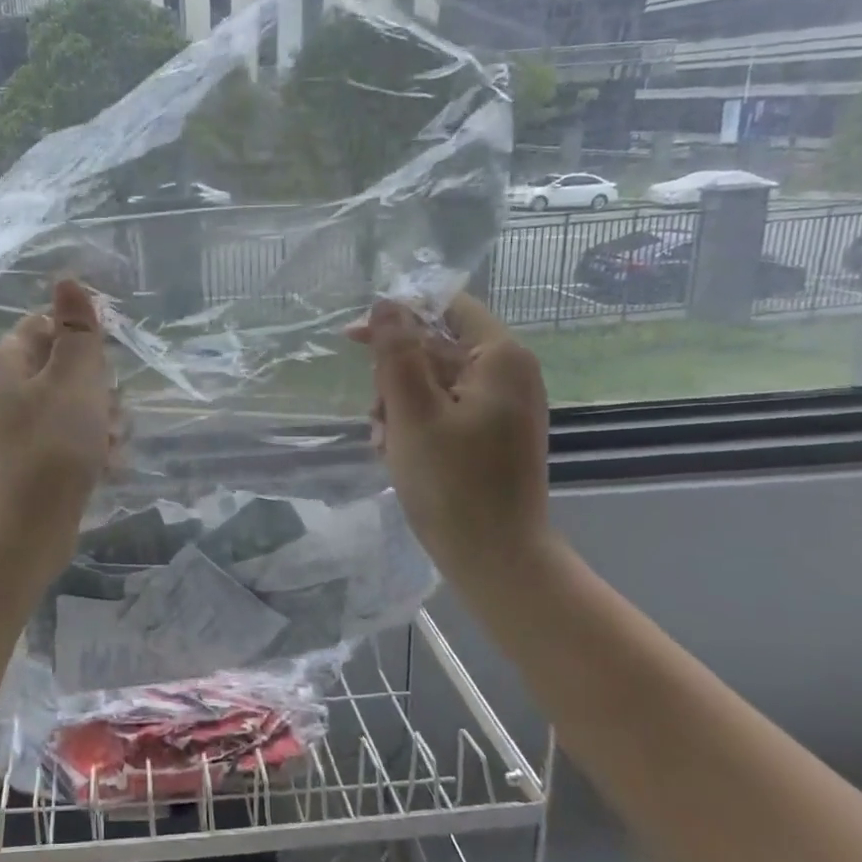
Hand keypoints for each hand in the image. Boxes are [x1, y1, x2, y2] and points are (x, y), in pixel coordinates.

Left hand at [0, 279, 115, 574]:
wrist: (24, 531)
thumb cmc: (50, 447)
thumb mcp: (72, 380)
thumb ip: (77, 329)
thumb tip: (67, 279)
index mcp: (10, 360)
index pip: (50, 323)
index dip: (84, 337)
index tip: (105, 362)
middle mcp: (13, 389)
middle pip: (72, 365)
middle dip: (101, 388)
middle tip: (104, 412)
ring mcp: (27, 426)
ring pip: (82, 405)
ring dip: (105, 422)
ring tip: (107, 446)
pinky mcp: (42, 459)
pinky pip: (79, 439)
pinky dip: (97, 450)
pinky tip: (107, 468)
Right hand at [347, 294, 553, 589]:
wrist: (495, 558)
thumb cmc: (453, 483)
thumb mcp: (412, 412)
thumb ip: (396, 353)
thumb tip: (385, 303)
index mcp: (500, 358)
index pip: (447, 307)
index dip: (399, 316)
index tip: (354, 339)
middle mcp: (507, 374)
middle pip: (435, 346)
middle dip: (395, 376)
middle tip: (377, 415)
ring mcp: (500, 406)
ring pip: (431, 381)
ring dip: (398, 405)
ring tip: (385, 443)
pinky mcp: (490, 433)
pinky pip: (442, 410)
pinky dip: (414, 425)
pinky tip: (396, 452)